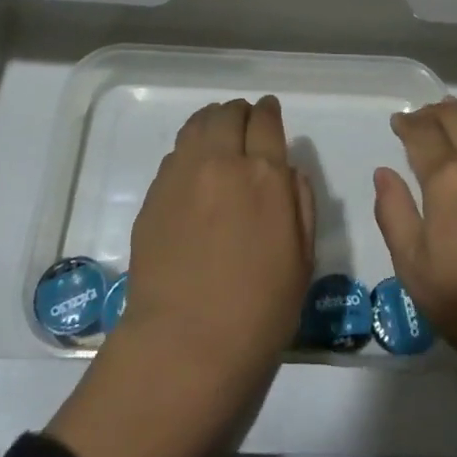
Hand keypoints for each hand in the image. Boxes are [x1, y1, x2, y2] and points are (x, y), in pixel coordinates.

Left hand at [124, 95, 316, 379]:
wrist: (185, 345)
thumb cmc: (259, 311)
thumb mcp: (302, 259)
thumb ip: (300, 202)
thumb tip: (287, 171)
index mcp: (265, 175)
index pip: (266, 121)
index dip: (269, 112)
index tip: (270, 111)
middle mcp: (222, 162)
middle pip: (228, 114)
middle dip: (240, 112)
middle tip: (245, 122)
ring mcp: (182, 175)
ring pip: (197, 125)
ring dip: (212, 121)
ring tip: (217, 132)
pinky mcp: (154, 194)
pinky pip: (175, 154)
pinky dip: (189, 148)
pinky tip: (194, 167)